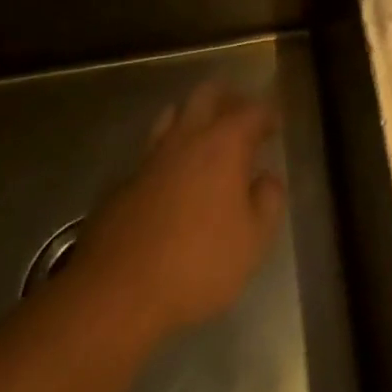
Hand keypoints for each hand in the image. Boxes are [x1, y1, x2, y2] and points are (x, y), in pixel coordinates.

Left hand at [67, 81, 285, 338]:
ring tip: (204, 138)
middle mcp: (188, 138)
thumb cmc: (197, 263)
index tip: (275, 125)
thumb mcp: (253, 241)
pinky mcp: (122, 185)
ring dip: (191, 118)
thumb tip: (266, 180)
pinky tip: (171, 181)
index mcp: (225, 144)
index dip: (268, 115)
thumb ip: (269, 201)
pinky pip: (150, 154)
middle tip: (241, 116)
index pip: (253, 111)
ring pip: (172, 115)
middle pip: (207, 94)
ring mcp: (150, 159)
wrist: (115, 296)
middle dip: (227, 98)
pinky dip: (166, 156)